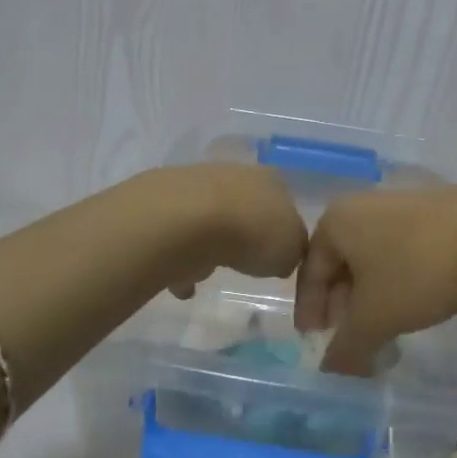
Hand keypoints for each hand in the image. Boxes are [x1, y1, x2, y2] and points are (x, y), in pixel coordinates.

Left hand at [155, 164, 307, 297]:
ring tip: (208, 274)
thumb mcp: (292, 250)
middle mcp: (234, 173)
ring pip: (208, 221)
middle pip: (244, 209)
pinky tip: (182, 284)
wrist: (187, 221)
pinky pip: (179, 238)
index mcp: (270, 180)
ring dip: (209, 246)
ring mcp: (195, 184)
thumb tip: (282, 255)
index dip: (280, 231)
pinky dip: (181, 259)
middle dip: (243, 236)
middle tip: (243, 263)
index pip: (283, 204)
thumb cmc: (252, 232)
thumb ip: (292, 251)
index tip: (275, 256)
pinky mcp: (163, 203)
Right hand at [293, 185, 456, 373]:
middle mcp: (361, 207)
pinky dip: (398, 282)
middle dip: (343, 308)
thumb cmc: (419, 269)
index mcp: (335, 222)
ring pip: (373, 260)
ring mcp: (399, 205)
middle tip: (352, 342)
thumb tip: (330, 368)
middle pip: (340, 265)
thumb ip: (346, 347)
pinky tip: (416, 304)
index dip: (310, 314)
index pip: (308, 274)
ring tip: (385, 329)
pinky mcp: (433, 212)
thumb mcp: (376, 318)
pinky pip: (401, 252)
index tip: (315, 344)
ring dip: (372, 298)